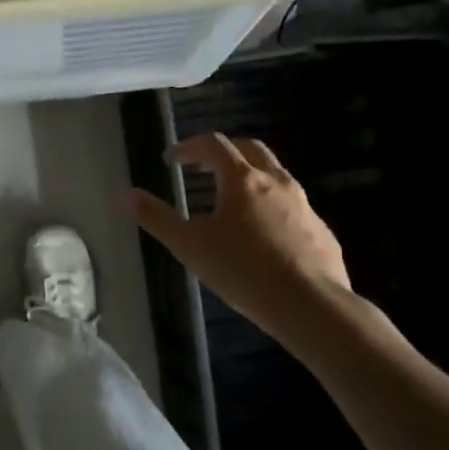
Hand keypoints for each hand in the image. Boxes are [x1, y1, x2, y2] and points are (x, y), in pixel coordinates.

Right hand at [129, 133, 351, 344]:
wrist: (310, 304)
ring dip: (250, 176)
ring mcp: (304, 205)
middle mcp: (276, 182)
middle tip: (203, 166)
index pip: (214, 145)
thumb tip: (128, 194)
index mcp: (241, 179)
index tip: (173, 158)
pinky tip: (263, 234)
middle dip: (224, 151)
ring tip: (232, 200)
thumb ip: (157, 218)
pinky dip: (272, 206)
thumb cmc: (242, 269)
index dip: (190, 146)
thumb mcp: (189, 245)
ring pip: (275, 175)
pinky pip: (293, 206)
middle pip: (250, 149)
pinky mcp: (320, 230)